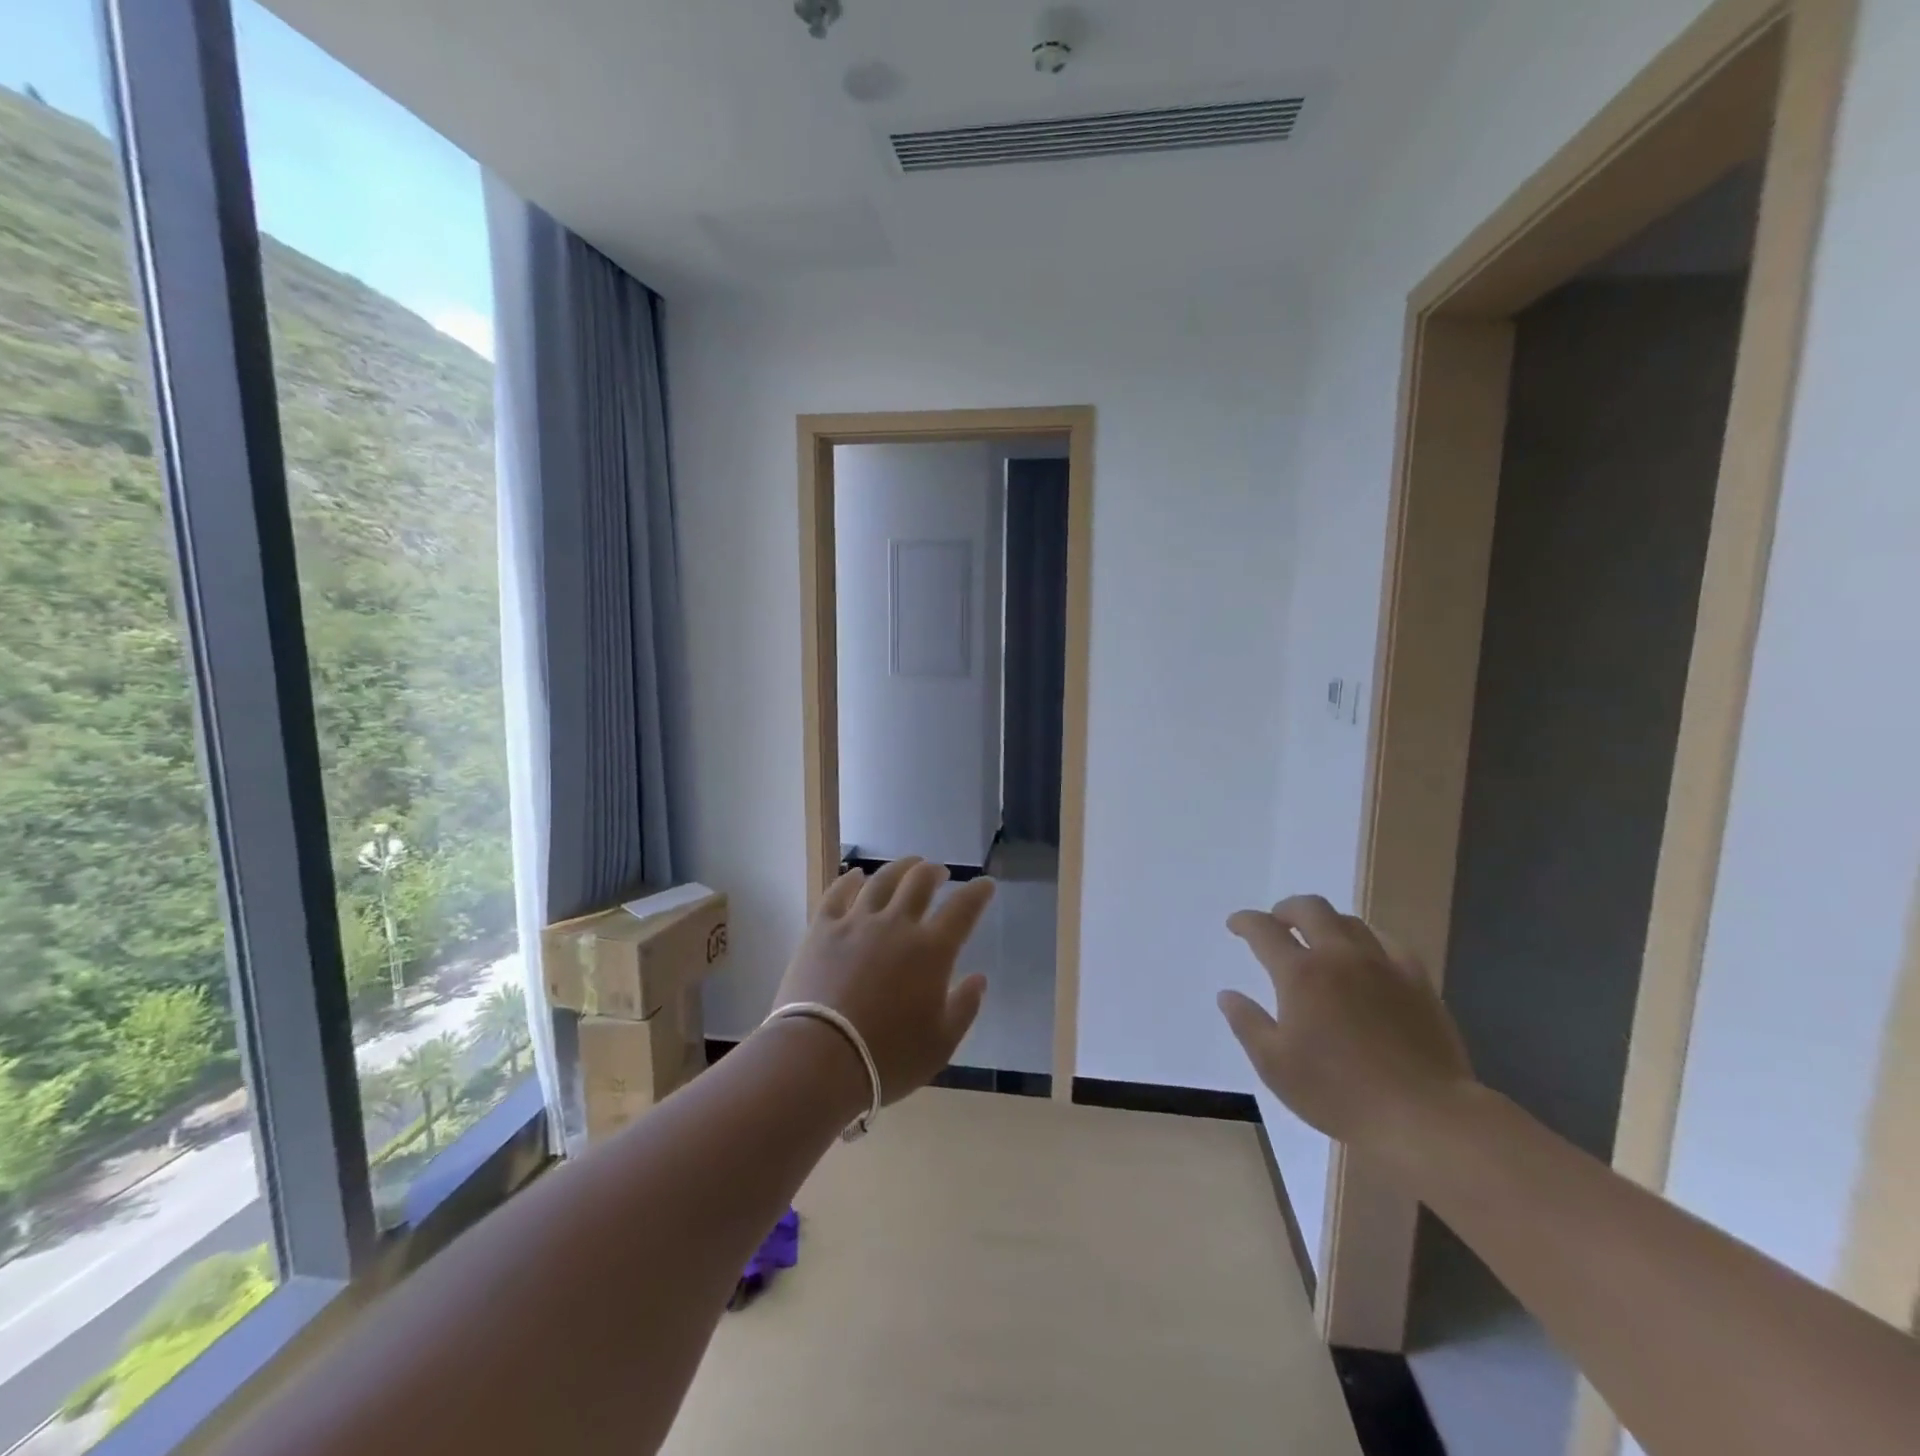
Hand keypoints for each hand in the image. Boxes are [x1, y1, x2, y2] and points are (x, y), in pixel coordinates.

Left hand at [772, 858, 993, 1102]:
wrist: (819, 1058)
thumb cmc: (887, 1057)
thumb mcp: (940, 1044)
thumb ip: (964, 1008)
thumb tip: (979, 979)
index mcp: (931, 950)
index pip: (963, 909)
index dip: (978, 893)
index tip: (986, 884)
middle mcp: (896, 925)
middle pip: (919, 882)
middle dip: (935, 872)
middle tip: (940, 872)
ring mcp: (856, 922)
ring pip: (882, 880)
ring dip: (899, 868)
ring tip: (908, 864)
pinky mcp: (822, 929)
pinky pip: (837, 893)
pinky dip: (849, 880)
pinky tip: (855, 875)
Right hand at [1219, 894, 1475, 1161]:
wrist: (1425, 1116)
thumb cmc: (1339, 1093)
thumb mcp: (1275, 1065)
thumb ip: (1247, 1023)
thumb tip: (1228, 995)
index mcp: (1300, 974)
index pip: (1264, 930)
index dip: (1245, 922)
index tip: (1235, 925)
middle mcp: (1339, 957)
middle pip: (1310, 909)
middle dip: (1286, 909)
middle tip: (1277, 922)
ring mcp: (1382, 965)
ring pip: (1349, 921)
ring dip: (1325, 922)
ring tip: (1319, 939)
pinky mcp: (1417, 981)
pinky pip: (1388, 943)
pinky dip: (1367, 940)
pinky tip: (1366, 956)